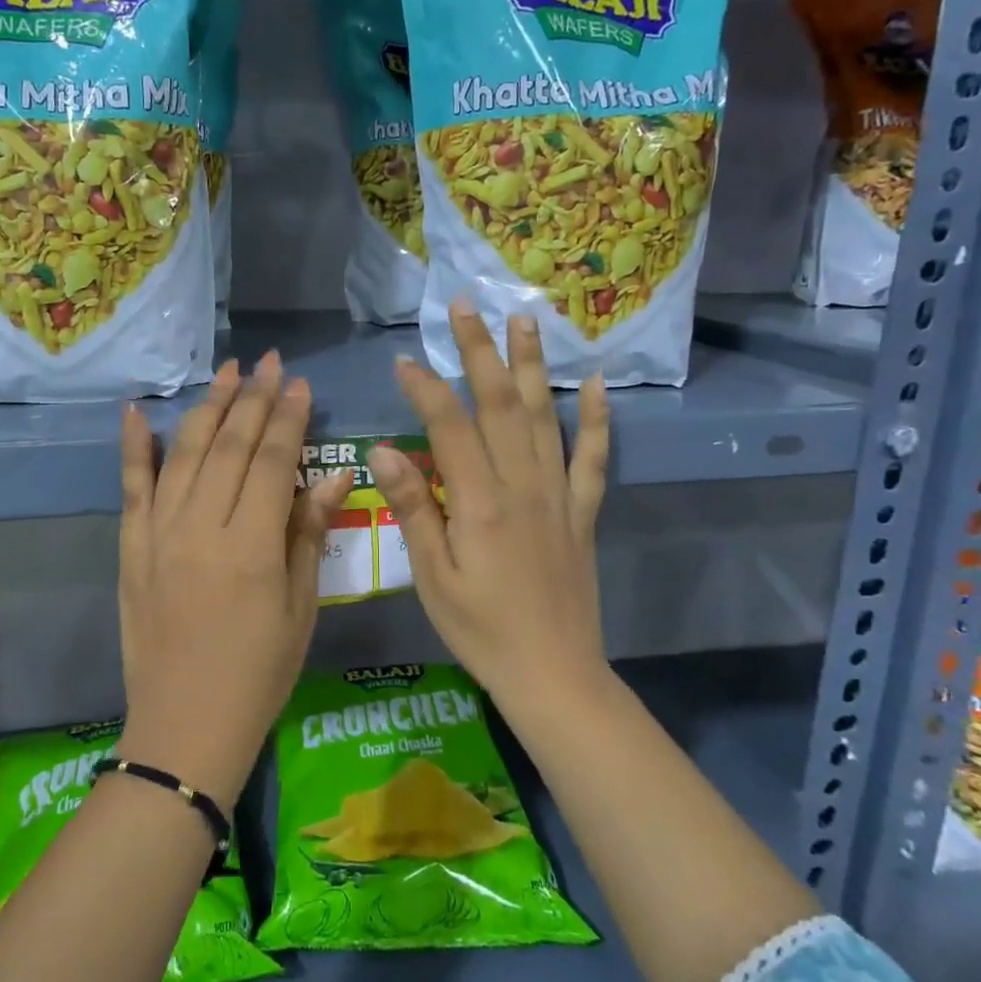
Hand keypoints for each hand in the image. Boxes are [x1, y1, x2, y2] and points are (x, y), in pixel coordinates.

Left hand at [116, 352, 353, 809]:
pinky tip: (134, 411)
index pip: (271, 461)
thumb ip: (309, 533)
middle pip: (228, 447)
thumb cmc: (259, 672)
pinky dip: (132, 447)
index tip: (299, 383)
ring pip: (183, 454)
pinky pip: (130, 487)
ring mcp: (158, 534)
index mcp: (250, 546)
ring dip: (206, 408)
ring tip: (226, 372)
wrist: (185, 726)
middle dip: (252, 399)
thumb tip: (333, 474)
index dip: (288, 418)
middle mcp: (200, 527)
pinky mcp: (130, 547)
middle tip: (269, 362)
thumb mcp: (300, 607)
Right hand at [369, 304, 609, 698]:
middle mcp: (523, 486)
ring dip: (533, 364)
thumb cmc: (481, 630)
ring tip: (524, 318)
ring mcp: (559, 496)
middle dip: (480, 351)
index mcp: (481, 503)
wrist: (554, 675)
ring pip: (546, 416)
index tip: (404, 359)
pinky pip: (592, 458)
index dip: (426, 388)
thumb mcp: (432, 577)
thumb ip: (413, 508)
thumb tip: (383, 450)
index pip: (450, 426)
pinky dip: (597, 419)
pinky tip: (598, 383)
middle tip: (466, 306)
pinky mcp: (582, 513)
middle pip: (502, 404)